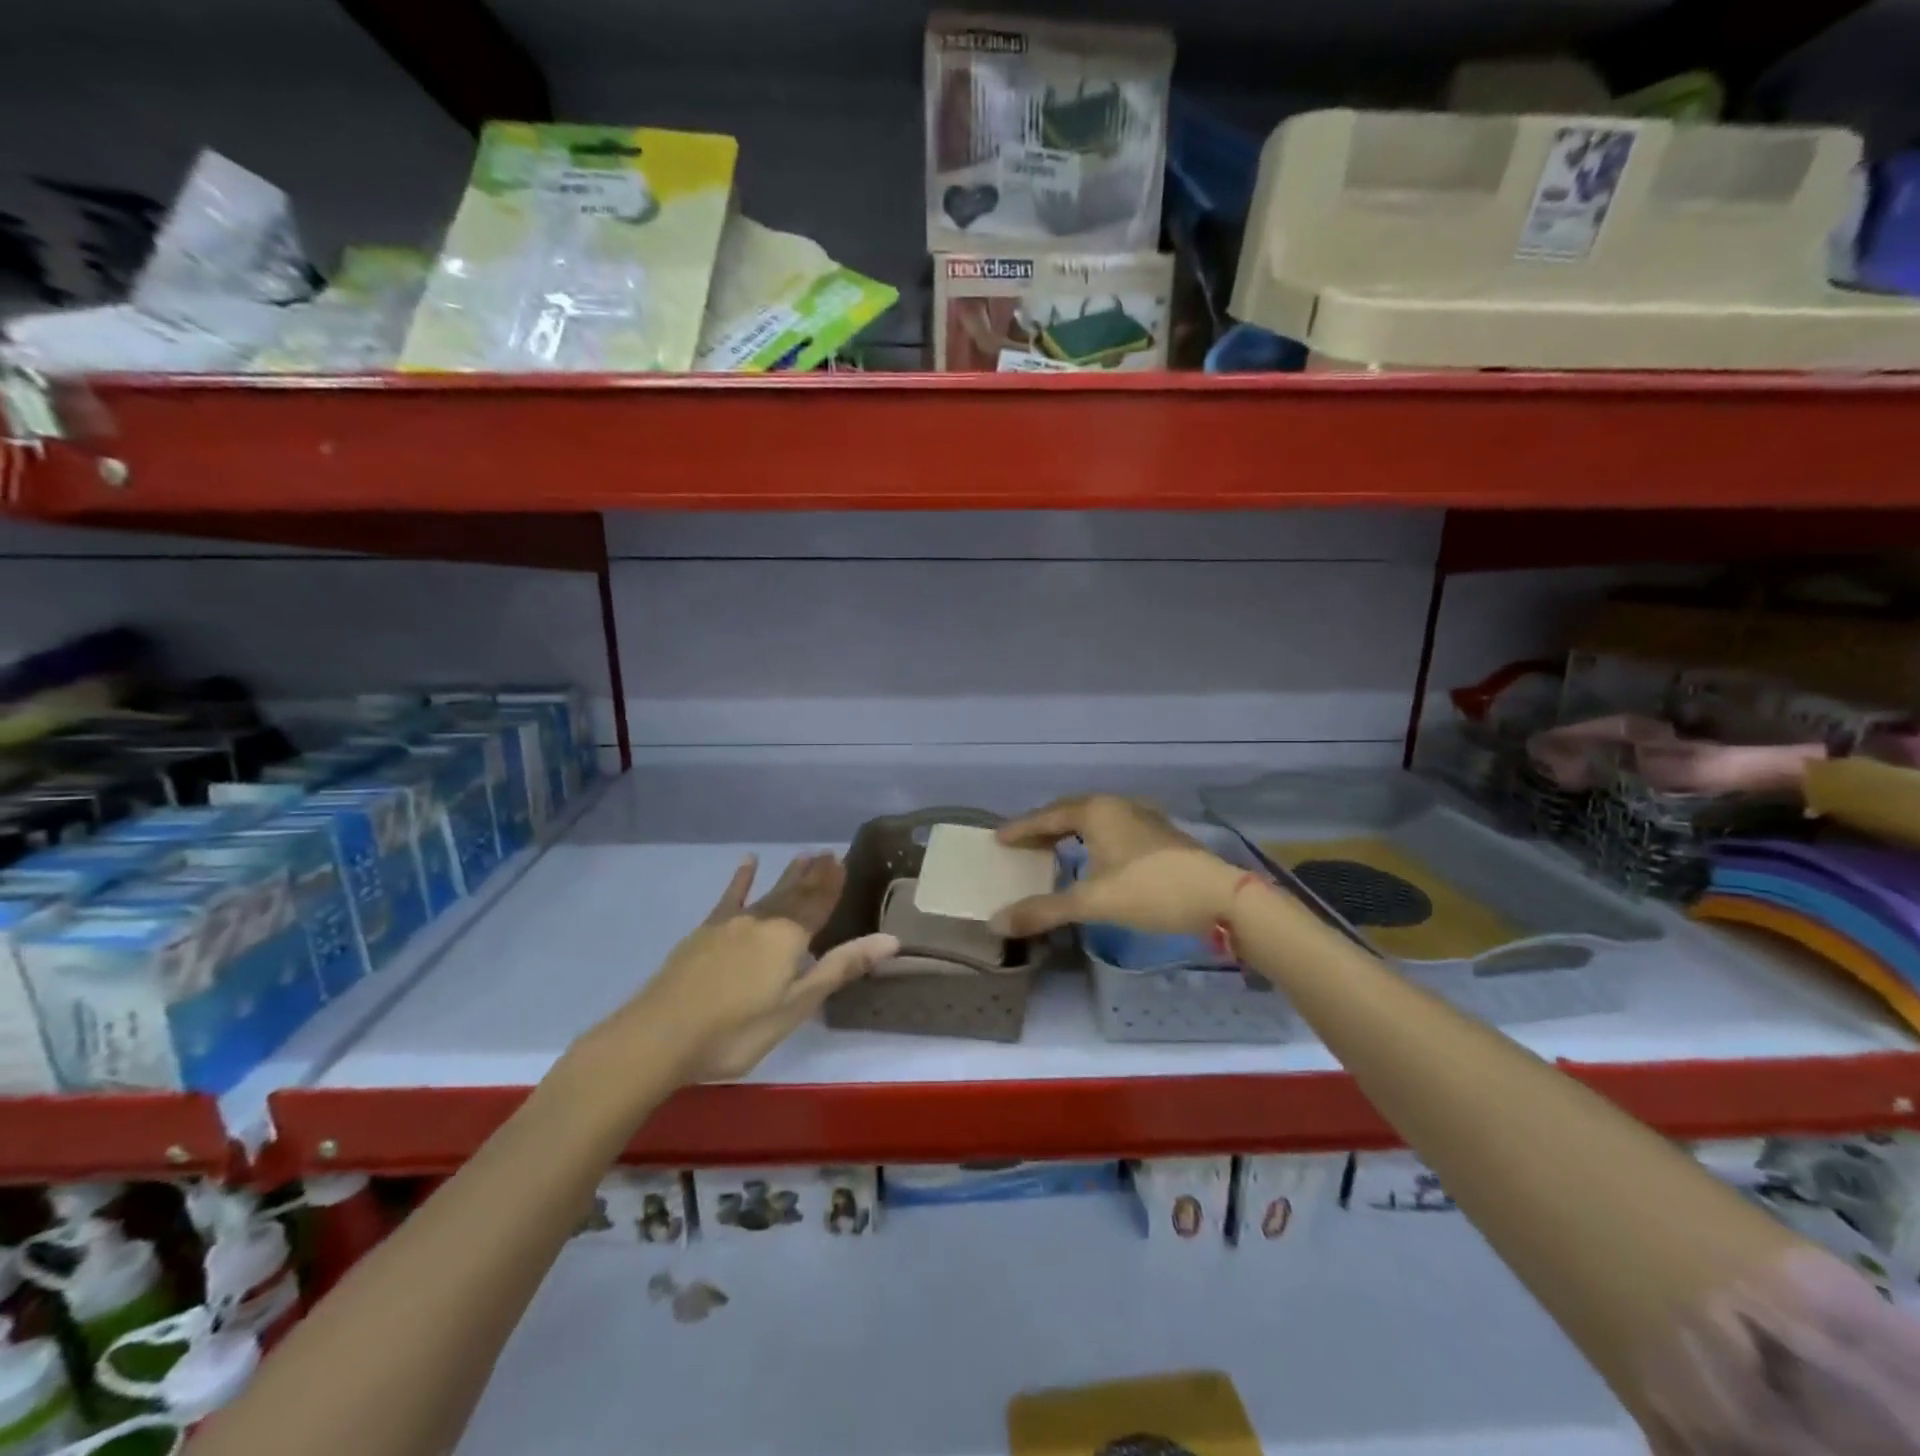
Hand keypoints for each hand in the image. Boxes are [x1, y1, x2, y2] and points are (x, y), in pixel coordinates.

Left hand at [589, 853, 896, 1083]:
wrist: (660, 1036)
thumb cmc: (737, 1030)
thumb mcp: (796, 1005)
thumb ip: (840, 968)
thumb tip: (890, 939)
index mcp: (789, 937)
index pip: (818, 904)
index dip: (832, 884)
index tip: (842, 860)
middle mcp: (763, 921)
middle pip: (794, 894)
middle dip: (813, 875)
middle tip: (827, 853)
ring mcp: (730, 924)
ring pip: (767, 893)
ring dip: (787, 875)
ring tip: (802, 856)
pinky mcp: (704, 933)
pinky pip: (729, 899)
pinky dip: (740, 881)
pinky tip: (747, 863)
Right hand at [992, 795, 1241, 937]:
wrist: (1220, 897)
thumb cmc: (1150, 890)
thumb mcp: (1092, 902)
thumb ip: (1044, 910)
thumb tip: (996, 922)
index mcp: (1096, 811)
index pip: (1047, 816)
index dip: (1022, 829)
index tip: (999, 839)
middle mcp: (1117, 805)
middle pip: (1070, 812)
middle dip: (1044, 827)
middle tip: (1022, 844)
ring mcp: (1142, 817)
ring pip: (1094, 819)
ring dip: (1070, 832)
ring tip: (1052, 850)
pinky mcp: (1160, 834)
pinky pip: (1112, 828)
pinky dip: (1092, 839)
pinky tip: (1094, 858)